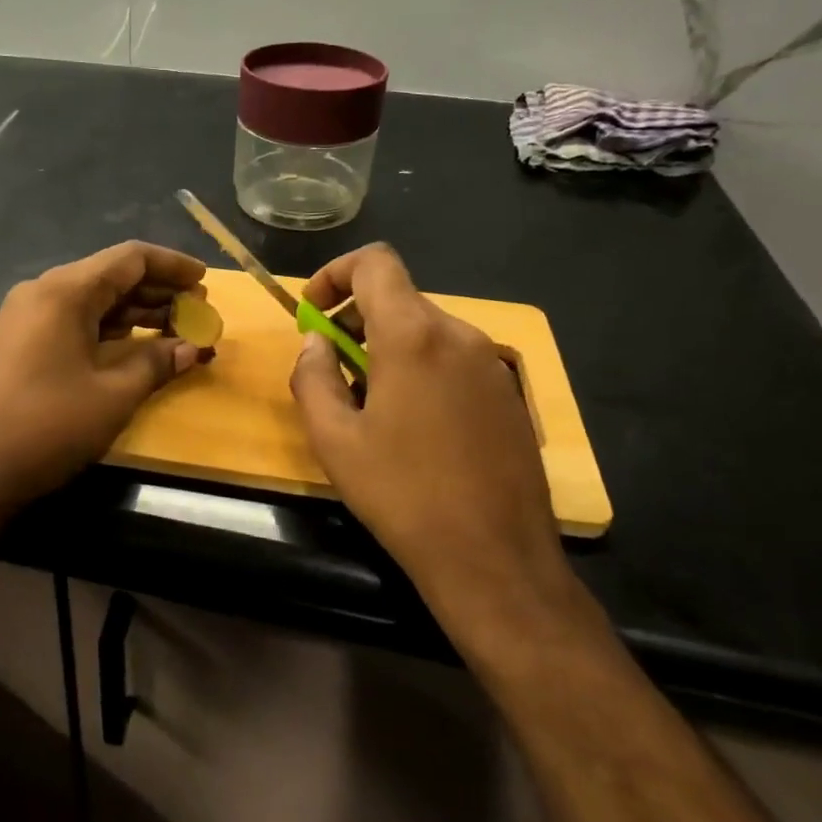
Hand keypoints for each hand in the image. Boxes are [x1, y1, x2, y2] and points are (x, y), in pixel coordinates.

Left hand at [0, 241, 211, 516]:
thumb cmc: (48, 426)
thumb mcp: (113, 395)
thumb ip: (157, 363)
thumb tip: (193, 348)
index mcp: (64, 292)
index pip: (129, 259)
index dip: (172, 265)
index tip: (205, 280)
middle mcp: (43, 293)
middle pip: (111, 276)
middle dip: (158, 291)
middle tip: (198, 310)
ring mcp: (28, 318)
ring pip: (94, 300)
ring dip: (136, 311)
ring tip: (177, 328)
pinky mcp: (23, 343)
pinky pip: (76, 321)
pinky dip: (110, 329)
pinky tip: (138, 344)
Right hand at [290, 244, 573, 620]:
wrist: (494, 558)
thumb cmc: (402, 495)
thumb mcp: (334, 439)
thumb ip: (312, 377)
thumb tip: (315, 344)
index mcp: (413, 336)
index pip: (375, 262)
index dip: (335, 273)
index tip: (312, 312)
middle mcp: (459, 335)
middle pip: (399, 298)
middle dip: (355, 319)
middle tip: (331, 368)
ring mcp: (492, 364)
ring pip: (427, 330)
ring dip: (387, 347)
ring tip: (368, 404)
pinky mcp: (509, 394)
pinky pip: (453, 359)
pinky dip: (421, 368)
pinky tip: (413, 425)